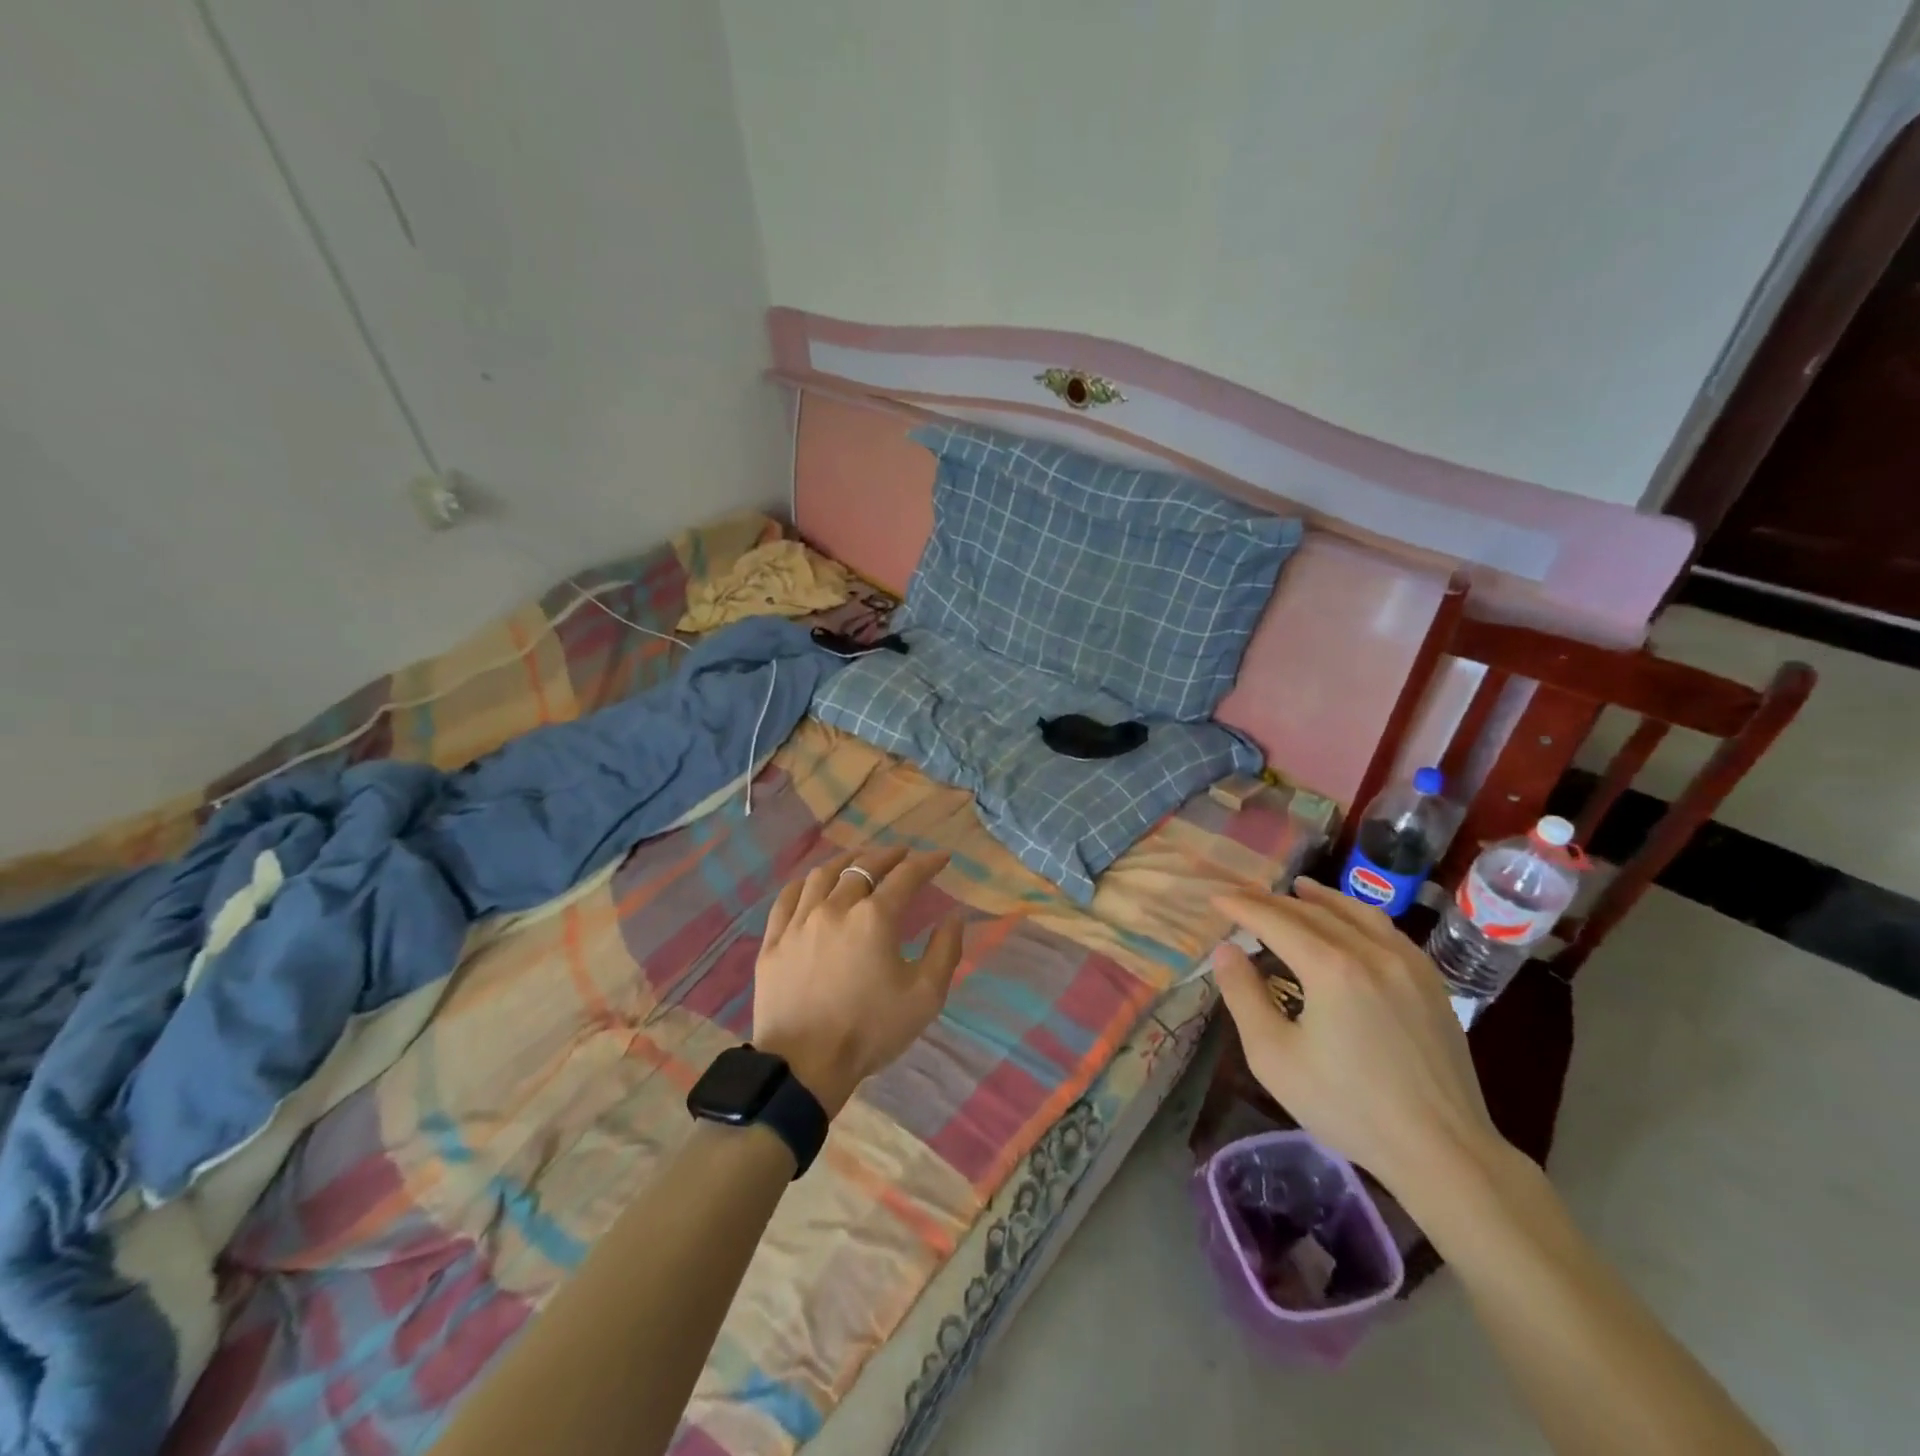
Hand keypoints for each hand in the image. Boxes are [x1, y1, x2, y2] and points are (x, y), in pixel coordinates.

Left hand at [753, 845, 964, 1116]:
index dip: (927, 863)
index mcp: (874, 918)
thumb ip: (945, 951)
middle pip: (863, 867)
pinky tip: (813, 883)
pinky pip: (788, 897)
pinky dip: (806, 882)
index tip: (941, 858)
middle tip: (902, 855)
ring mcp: (799, 922)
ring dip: (847, 862)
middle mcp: (835, 907)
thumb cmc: (870, 1031)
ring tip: (859, 861)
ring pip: (823, 875)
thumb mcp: (925, 997)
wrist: (804, 1065)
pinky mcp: (774, 941)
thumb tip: (954, 917)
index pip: (906, 876)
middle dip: (888, 856)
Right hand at [1210, 878, 1505, 1207]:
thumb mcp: (1274, 1056)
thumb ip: (1244, 996)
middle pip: (1313, 913)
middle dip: (1274, 902)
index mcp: (1330, 967)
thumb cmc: (1347, 1106)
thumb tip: (1226, 950)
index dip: (1242, 906)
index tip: (1216, 898)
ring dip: (1321, 899)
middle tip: (1244, 897)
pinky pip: (1388, 932)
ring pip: (1357, 914)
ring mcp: (1408, 965)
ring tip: (1298, 888)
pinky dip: (1359, 916)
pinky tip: (1352, 923)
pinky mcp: (1432, 983)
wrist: (1442, 1150)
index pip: (1275, 921)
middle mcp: (1370, 952)